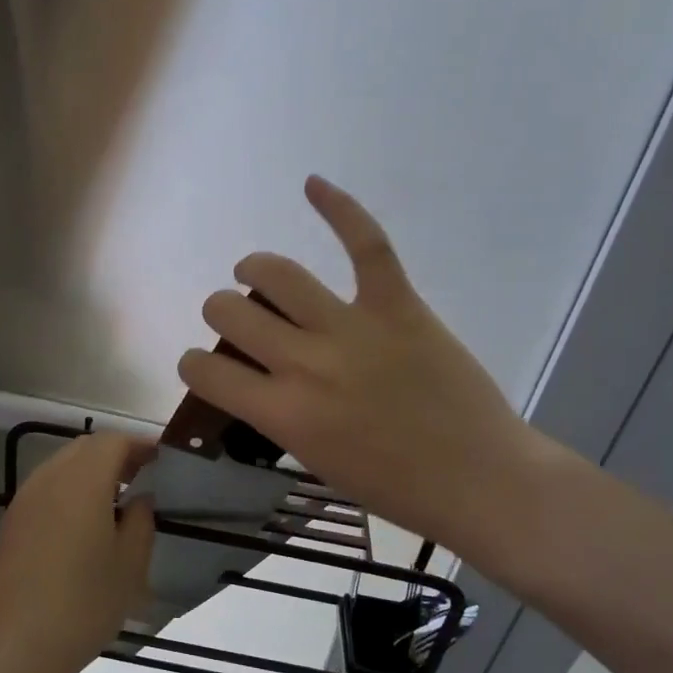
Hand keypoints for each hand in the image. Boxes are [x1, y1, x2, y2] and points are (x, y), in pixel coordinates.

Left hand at [0, 432, 156, 672]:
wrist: (9, 649)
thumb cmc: (81, 605)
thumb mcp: (128, 567)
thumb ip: (140, 522)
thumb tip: (140, 499)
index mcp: (82, 481)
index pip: (113, 442)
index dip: (139, 445)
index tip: (160, 458)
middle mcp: (48, 480)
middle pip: (84, 448)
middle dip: (114, 454)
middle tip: (141, 476)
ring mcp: (22, 502)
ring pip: (60, 468)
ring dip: (89, 473)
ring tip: (115, 502)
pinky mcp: (9, 526)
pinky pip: (44, 492)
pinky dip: (68, 492)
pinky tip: (82, 527)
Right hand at [177, 176, 562, 575]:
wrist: (479, 481)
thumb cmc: (394, 487)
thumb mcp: (314, 460)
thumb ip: (277, 414)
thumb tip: (257, 377)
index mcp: (282, 413)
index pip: (204, 370)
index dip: (193, 364)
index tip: (206, 366)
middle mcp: (304, 363)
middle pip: (229, 310)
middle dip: (222, 313)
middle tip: (241, 322)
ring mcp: (352, 328)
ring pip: (276, 273)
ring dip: (255, 270)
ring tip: (256, 273)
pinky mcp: (397, 305)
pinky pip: (366, 244)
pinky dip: (338, 208)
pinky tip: (313, 185)